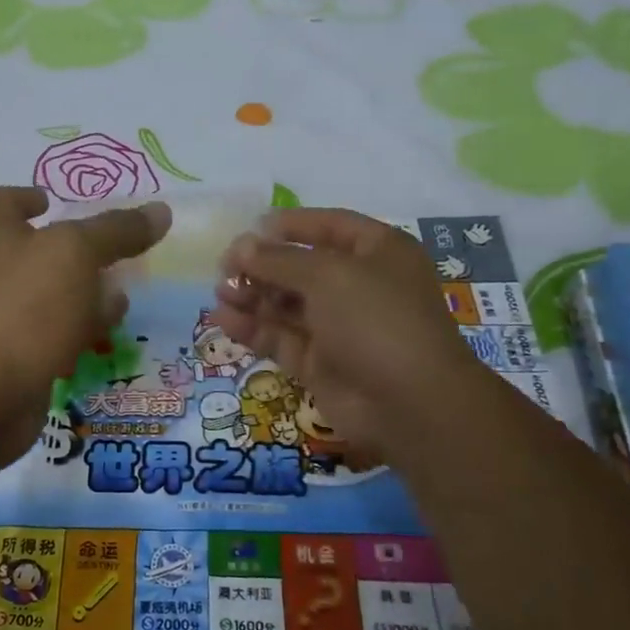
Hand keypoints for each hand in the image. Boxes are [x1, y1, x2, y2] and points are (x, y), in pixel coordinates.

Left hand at [0, 187, 169, 466]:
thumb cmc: (22, 308)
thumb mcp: (76, 254)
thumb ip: (117, 231)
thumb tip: (161, 211)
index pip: (6, 200)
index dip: (31, 196)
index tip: (55, 200)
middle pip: (34, 250)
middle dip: (74, 251)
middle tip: (114, 252)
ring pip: (47, 297)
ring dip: (82, 295)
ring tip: (122, 297)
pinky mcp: (11, 359)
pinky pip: (49, 336)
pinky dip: (75, 332)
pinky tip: (104, 336)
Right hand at [214, 208, 490, 452]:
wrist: (410, 403)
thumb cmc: (375, 319)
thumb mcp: (327, 275)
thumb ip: (278, 259)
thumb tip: (240, 246)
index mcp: (377, 252)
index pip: (328, 227)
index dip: (290, 225)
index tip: (250, 228)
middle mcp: (359, 286)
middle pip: (301, 266)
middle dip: (262, 265)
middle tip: (224, 268)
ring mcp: (338, 327)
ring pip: (286, 304)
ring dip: (252, 295)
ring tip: (219, 292)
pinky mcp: (319, 363)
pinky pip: (280, 338)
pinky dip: (252, 328)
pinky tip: (221, 319)